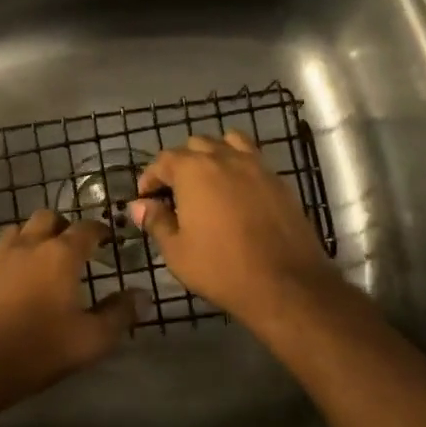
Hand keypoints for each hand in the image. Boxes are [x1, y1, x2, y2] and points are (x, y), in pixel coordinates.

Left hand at [0, 209, 139, 411]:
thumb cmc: (38, 348)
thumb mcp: (91, 340)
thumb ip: (119, 314)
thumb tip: (142, 294)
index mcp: (60, 254)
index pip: (86, 228)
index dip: (101, 230)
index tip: (110, 238)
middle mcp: (29, 245)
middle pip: (48, 218)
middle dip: (65, 226)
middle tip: (76, 246)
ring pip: (19, 229)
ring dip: (35, 235)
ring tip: (44, 257)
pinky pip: (1, 251)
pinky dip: (14, 255)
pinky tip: (18, 278)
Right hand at [130, 131, 347, 336]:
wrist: (285, 283)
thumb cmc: (221, 267)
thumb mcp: (177, 251)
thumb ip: (156, 221)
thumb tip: (140, 205)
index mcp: (193, 170)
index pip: (163, 160)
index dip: (150, 178)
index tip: (146, 200)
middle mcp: (224, 158)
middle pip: (195, 145)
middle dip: (180, 164)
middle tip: (175, 193)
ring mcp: (256, 166)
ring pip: (228, 143)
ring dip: (213, 156)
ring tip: (209, 183)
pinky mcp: (279, 181)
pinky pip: (253, 160)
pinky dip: (239, 167)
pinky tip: (237, 194)